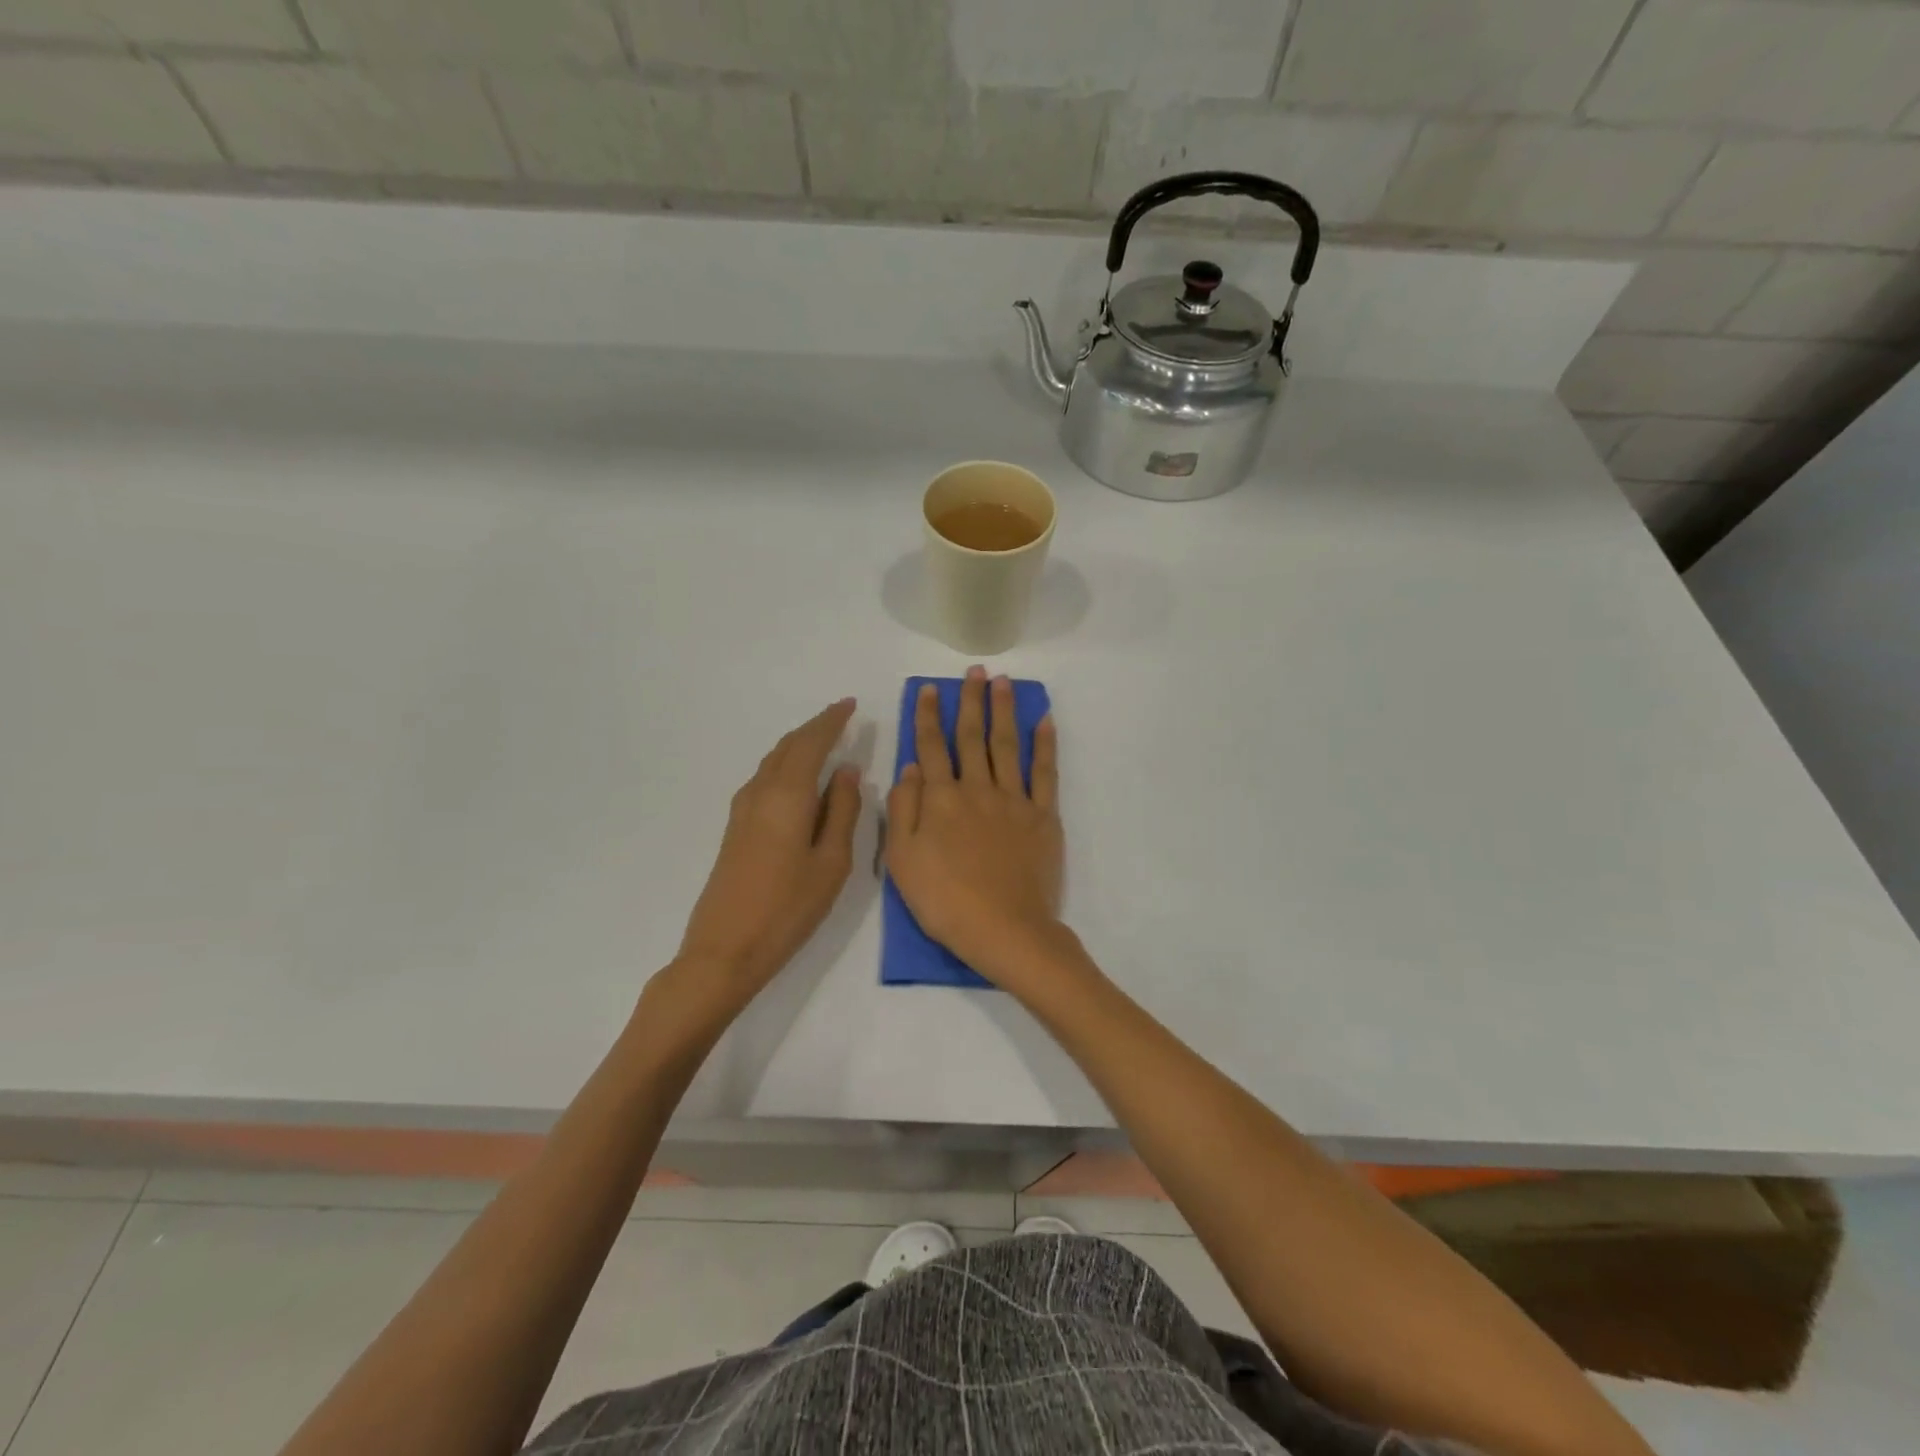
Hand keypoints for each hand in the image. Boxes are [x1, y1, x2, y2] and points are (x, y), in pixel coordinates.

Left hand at [677, 700, 861, 1004]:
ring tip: (823, 741)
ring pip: (773, 761)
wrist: (725, 949)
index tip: (850, 704)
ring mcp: (743, 810)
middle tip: (840, 717)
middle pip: (788, 746)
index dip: (831, 721)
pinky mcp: (736, 828)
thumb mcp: (832, 862)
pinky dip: (785, 765)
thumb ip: (842, 811)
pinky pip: (765, 779)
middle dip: (815, 728)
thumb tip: (846, 771)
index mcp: (787, 795)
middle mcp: (760, 792)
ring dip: (798, 745)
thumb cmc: (788, 908)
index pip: (811, 743)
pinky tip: (798, 779)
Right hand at [885, 667, 1064, 984]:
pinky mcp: (1043, 816)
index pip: (931, 747)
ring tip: (1004, 682)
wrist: (1005, 929)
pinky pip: (1044, 772)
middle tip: (974, 671)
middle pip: (971, 737)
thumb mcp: (902, 861)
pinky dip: (1045, 744)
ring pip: (1006, 745)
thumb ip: (903, 809)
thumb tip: (909, 767)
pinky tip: (1044, 721)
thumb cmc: (945, 901)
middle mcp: (977, 789)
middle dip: (970, 701)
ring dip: (1004, 711)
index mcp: (940, 800)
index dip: (928, 716)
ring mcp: (1013, 800)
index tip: (929, 689)